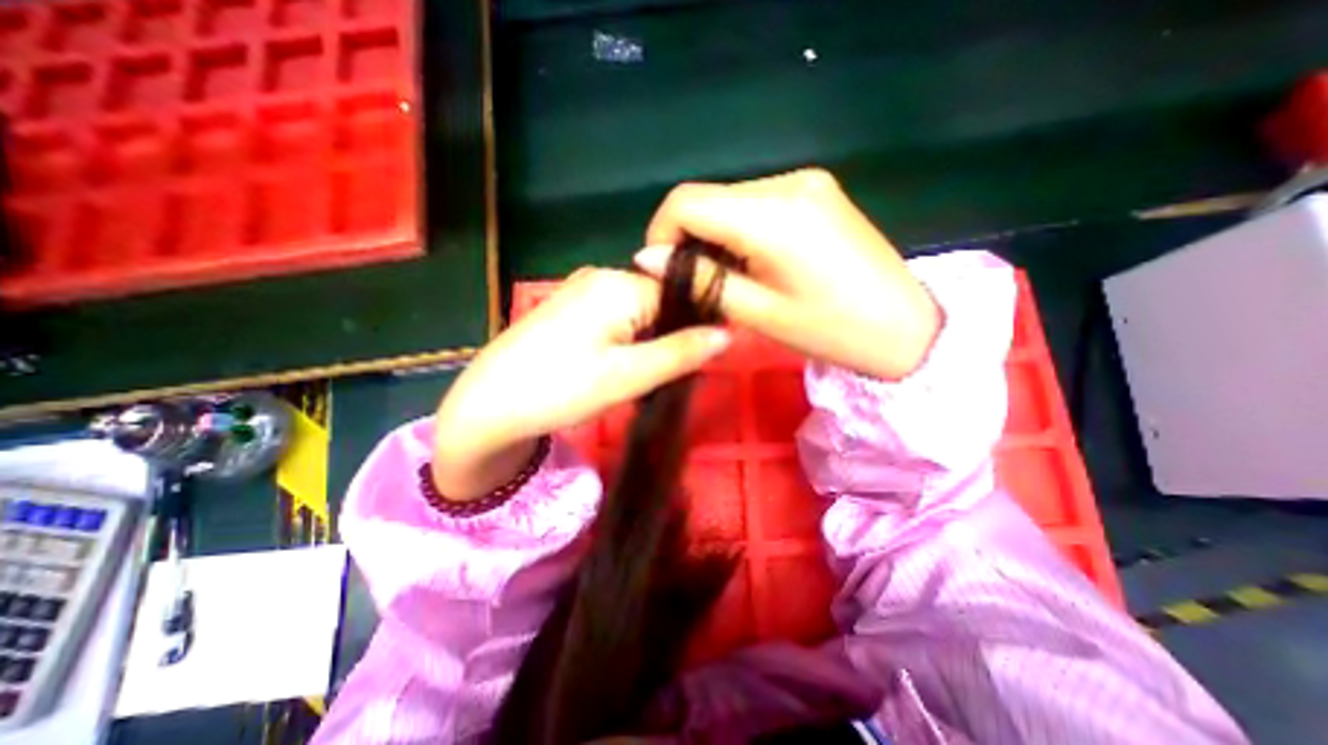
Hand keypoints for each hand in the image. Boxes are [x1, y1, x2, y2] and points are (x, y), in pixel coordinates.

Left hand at [433, 265, 723, 501]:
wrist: (489, 404)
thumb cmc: (560, 388)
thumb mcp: (629, 375)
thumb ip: (681, 352)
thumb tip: (728, 333)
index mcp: (620, 284)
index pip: (681, 294)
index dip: (695, 326)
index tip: (696, 361)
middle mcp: (602, 275)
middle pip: (659, 301)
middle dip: (669, 336)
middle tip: (662, 375)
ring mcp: (582, 289)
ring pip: (638, 311)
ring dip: (648, 341)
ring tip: (638, 374)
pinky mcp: (570, 307)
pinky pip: (615, 316)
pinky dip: (627, 339)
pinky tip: (615, 364)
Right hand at [634, 166, 938, 382]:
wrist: (906, 327)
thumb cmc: (831, 330)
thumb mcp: (758, 313)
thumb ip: (700, 281)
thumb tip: (647, 260)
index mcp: (772, 214)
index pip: (686, 201)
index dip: (661, 233)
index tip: (662, 271)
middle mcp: (786, 182)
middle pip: (707, 197)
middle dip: (687, 238)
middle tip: (695, 283)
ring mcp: (805, 181)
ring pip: (729, 200)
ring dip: (714, 235)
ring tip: (725, 277)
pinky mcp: (816, 190)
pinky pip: (757, 203)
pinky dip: (739, 230)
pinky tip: (751, 261)